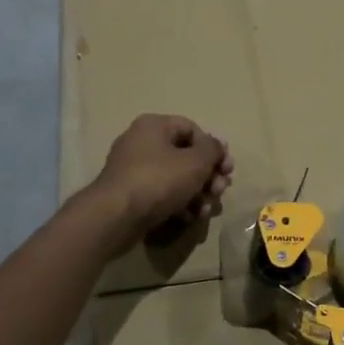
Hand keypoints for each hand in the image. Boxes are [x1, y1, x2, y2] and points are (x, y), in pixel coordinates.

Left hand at [86, 114, 232, 252]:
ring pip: (176, 178)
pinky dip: (178, 204)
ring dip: (197, 193)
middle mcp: (142, 143)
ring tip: (205, 210)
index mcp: (154, 126)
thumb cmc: (159, 180)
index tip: (227, 169)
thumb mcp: (196, 162)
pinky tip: (188, 218)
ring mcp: (134, 170)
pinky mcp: (131, 195)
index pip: (193, 129)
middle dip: (208, 175)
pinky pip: (162, 194)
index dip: (214, 149)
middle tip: (219, 191)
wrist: (116, 216)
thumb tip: (216, 146)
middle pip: (186, 155)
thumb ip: (212, 150)